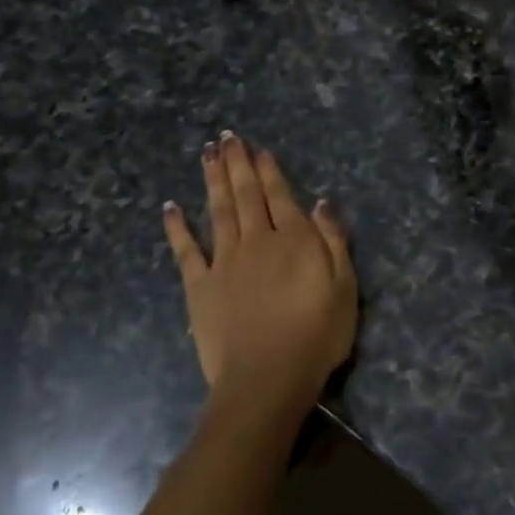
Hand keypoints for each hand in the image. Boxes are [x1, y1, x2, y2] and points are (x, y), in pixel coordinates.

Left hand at [162, 133, 356, 420]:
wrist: (267, 378)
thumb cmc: (316, 336)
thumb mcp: (344, 287)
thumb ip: (333, 241)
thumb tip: (320, 203)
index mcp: (293, 239)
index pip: (279, 195)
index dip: (267, 169)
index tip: (257, 147)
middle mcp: (256, 240)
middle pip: (245, 194)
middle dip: (237, 163)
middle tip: (226, 137)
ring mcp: (224, 261)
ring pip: (217, 210)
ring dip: (212, 180)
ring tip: (207, 153)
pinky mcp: (199, 286)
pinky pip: (186, 250)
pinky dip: (177, 227)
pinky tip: (169, 207)